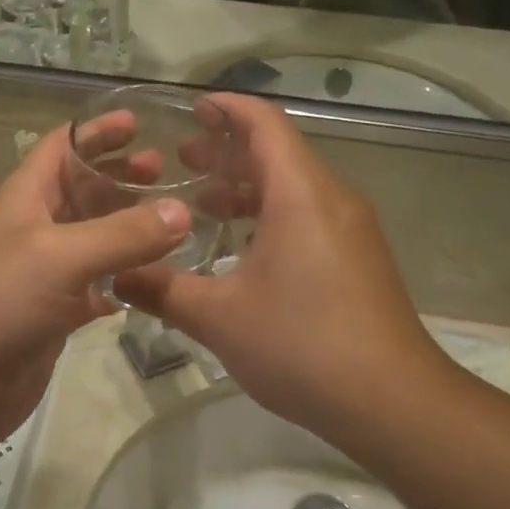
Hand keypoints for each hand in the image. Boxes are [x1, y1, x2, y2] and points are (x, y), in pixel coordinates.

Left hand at [0, 123, 189, 450]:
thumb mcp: (61, 256)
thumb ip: (123, 234)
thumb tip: (182, 211)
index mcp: (26, 198)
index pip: (61, 147)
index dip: (95, 131)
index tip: (138, 124)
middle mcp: (35, 228)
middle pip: (82, 190)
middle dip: (120, 177)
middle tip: (167, 173)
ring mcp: (45, 272)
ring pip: (93, 238)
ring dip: (127, 227)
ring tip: (172, 221)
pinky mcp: (56, 312)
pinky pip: (96, 284)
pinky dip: (123, 278)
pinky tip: (153, 279)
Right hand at [114, 96, 444, 445]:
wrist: (392, 401)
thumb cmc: (301, 345)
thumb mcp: (219, 318)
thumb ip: (163, 290)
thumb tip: (117, 277)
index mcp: (301, 194)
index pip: (263, 124)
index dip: (226, 108)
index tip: (190, 107)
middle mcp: (332, 199)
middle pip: (279, 153)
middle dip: (229, 151)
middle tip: (182, 161)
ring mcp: (352, 229)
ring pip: (295, 187)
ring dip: (249, 188)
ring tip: (203, 205)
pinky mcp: (360, 258)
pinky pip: (310, 216)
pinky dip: (272, 215)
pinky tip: (242, 249)